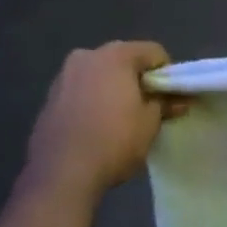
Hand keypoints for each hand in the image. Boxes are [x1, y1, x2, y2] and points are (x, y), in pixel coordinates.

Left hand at [22, 42, 180, 196]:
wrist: (62, 174)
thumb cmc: (114, 141)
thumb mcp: (149, 124)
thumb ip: (164, 104)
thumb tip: (178, 100)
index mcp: (115, 55)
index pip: (153, 52)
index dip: (167, 74)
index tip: (170, 98)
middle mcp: (86, 56)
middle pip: (123, 60)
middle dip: (138, 80)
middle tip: (148, 108)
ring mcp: (63, 76)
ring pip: (99, 75)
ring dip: (113, 89)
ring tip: (120, 119)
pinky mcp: (49, 98)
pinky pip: (80, 91)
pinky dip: (92, 101)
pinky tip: (96, 127)